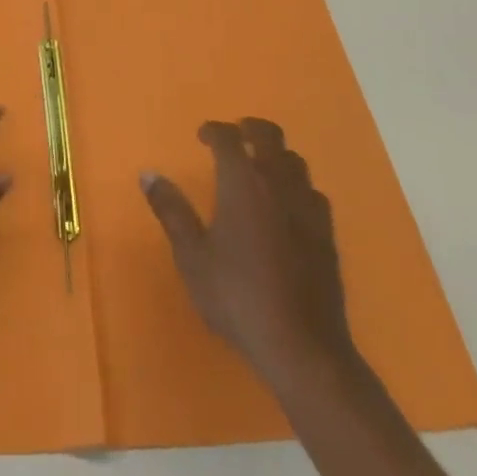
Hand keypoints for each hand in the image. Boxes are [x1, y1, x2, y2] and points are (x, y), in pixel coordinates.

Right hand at [141, 118, 356, 387]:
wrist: (302, 347)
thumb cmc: (237, 296)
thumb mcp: (192, 256)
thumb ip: (171, 210)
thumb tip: (148, 174)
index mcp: (243, 182)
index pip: (229, 138)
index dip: (214, 130)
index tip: (202, 136)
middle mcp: (278, 184)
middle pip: (270, 136)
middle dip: (251, 129)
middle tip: (235, 136)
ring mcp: (308, 208)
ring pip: (295, 161)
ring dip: (276, 156)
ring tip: (259, 169)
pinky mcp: (328, 234)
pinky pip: (312, 192)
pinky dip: (296, 186)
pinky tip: (287, 206)